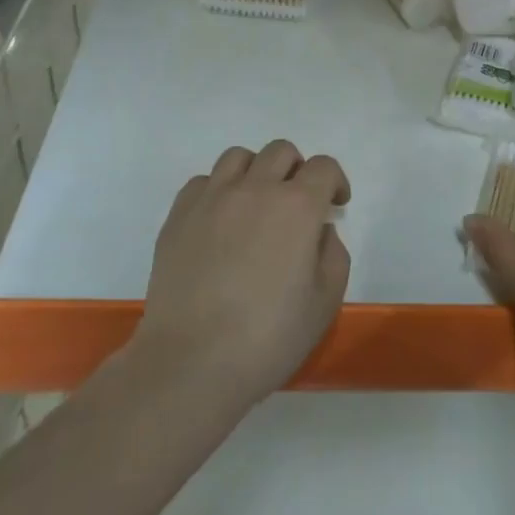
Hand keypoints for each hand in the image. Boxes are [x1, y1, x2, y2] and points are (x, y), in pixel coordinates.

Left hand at [130, 140, 351, 411]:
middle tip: (297, 205)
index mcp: (297, 206)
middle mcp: (255, 189)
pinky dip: (218, 190)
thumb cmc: (268, 337)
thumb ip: (333, 254)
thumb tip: (318, 232)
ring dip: (256, 172)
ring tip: (255, 205)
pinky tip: (220, 221)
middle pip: (281, 152)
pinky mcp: (179, 215)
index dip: (335, 181)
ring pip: (239, 157)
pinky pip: (203, 182)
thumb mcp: (325, 302)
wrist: (192, 362)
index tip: (334, 206)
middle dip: (297, 171)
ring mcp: (212, 198)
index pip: (323, 167)